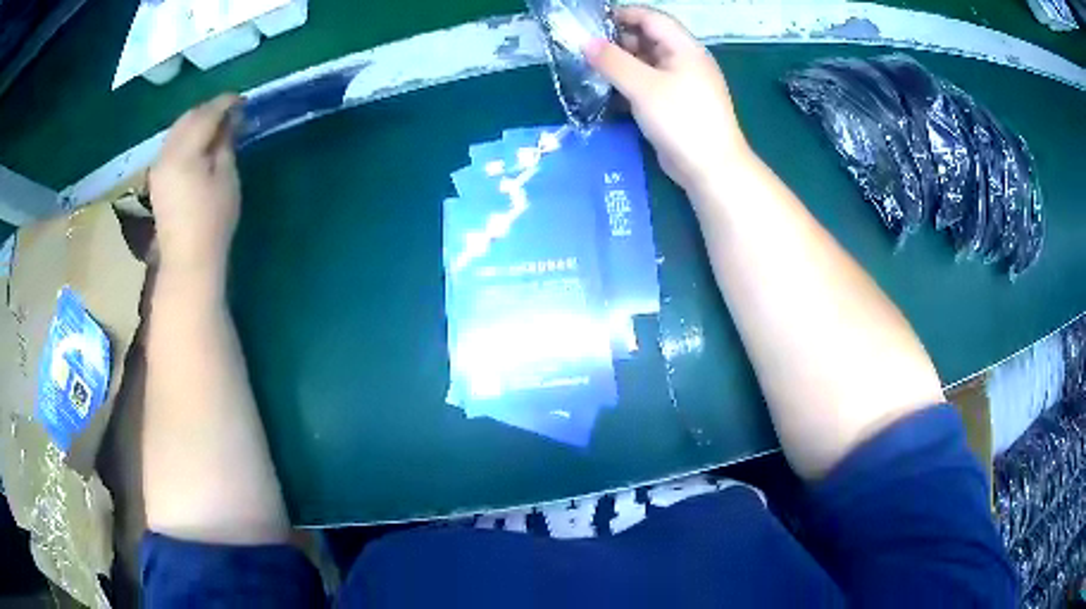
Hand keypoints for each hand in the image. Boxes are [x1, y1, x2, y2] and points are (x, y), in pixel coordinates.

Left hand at [149, 94, 241, 284]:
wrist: (188, 260)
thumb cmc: (212, 221)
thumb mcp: (226, 178)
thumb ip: (225, 143)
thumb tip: (229, 121)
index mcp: (184, 152)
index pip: (206, 115)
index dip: (225, 103)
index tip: (243, 100)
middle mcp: (166, 154)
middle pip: (187, 118)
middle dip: (209, 109)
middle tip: (231, 111)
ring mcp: (158, 167)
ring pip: (177, 130)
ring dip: (197, 122)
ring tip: (217, 126)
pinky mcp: (157, 179)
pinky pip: (172, 145)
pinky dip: (187, 136)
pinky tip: (199, 144)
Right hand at [586, 6, 750, 193]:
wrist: (711, 168)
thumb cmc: (682, 120)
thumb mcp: (644, 86)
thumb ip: (613, 62)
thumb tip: (586, 42)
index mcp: (685, 48)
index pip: (652, 18)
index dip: (623, 15)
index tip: (592, 23)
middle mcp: (684, 61)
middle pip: (648, 39)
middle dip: (618, 41)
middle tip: (586, 50)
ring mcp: (681, 84)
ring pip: (646, 64)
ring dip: (621, 65)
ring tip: (591, 70)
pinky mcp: (675, 105)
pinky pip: (649, 85)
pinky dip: (629, 85)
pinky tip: (608, 92)